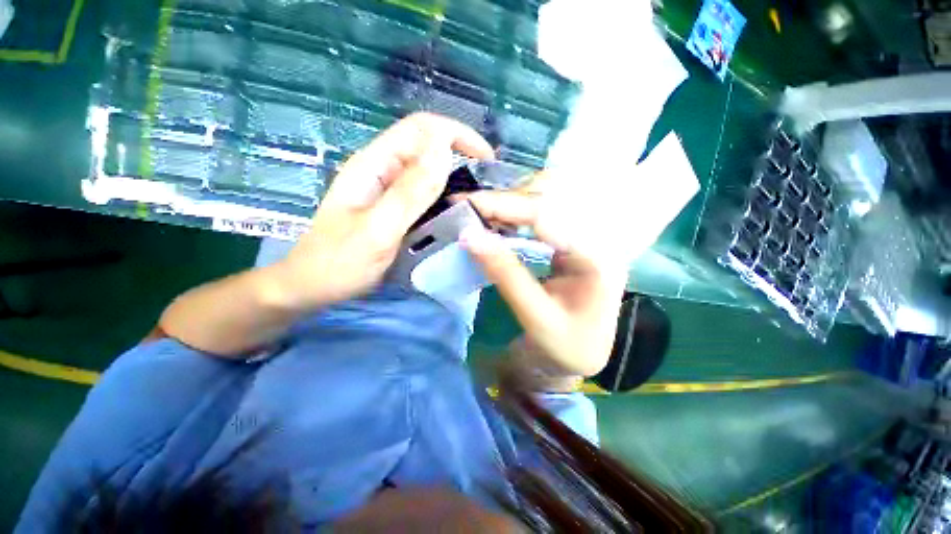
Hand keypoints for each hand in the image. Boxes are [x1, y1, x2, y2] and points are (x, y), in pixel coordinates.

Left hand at [276, 113, 493, 308]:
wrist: (312, 287)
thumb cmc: (339, 262)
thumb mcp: (377, 229)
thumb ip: (409, 192)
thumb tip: (443, 150)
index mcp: (374, 165)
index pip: (421, 128)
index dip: (457, 134)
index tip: (486, 160)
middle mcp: (382, 170)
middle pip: (427, 146)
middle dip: (461, 155)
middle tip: (486, 186)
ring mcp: (387, 189)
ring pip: (427, 170)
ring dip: (455, 177)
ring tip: (478, 200)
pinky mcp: (392, 207)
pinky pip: (424, 192)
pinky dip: (444, 196)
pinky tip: (456, 212)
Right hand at [460, 184, 626, 376]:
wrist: (580, 357)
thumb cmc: (564, 347)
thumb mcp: (534, 315)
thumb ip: (505, 273)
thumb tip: (469, 236)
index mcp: (597, 257)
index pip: (548, 215)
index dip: (504, 205)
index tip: (467, 204)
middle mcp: (597, 239)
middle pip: (548, 201)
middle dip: (504, 201)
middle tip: (466, 207)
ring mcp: (585, 238)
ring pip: (544, 204)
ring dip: (508, 205)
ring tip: (476, 212)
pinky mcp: (571, 243)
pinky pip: (542, 219)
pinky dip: (514, 217)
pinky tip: (495, 222)